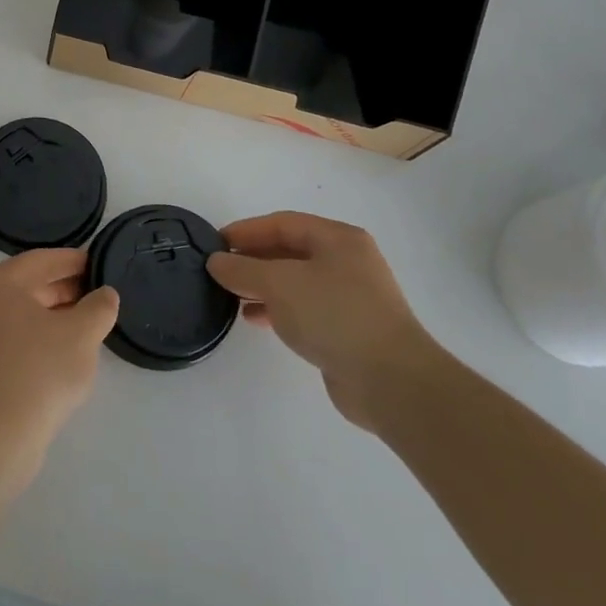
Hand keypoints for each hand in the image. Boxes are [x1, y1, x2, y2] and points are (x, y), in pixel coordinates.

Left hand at [0, 249, 119, 494]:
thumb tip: (105, 294)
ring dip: (56, 316)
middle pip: (31, 285)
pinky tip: (65, 354)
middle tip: (101, 295)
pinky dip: (40, 338)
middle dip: (67, 289)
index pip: (43, 260)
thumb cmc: (38, 372)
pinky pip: (15, 339)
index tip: (102, 264)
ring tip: (90, 325)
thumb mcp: (81, 334)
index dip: (76, 260)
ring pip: (24, 314)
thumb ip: (99, 307)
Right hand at [208, 212, 438, 432]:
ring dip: (262, 286)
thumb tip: (216, 261)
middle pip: (290, 251)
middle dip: (253, 259)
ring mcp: (350, 296)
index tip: (214, 243)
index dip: (246, 231)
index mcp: (338, 239)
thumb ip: (243, 269)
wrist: (391, 381)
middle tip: (220, 270)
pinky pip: (305, 308)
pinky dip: (278, 309)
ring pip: (296, 282)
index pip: (282, 224)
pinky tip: (255, 319)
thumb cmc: (334, 315)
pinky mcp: (348, 329)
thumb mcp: (279, 284)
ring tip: (231, 296)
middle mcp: (347, 261)